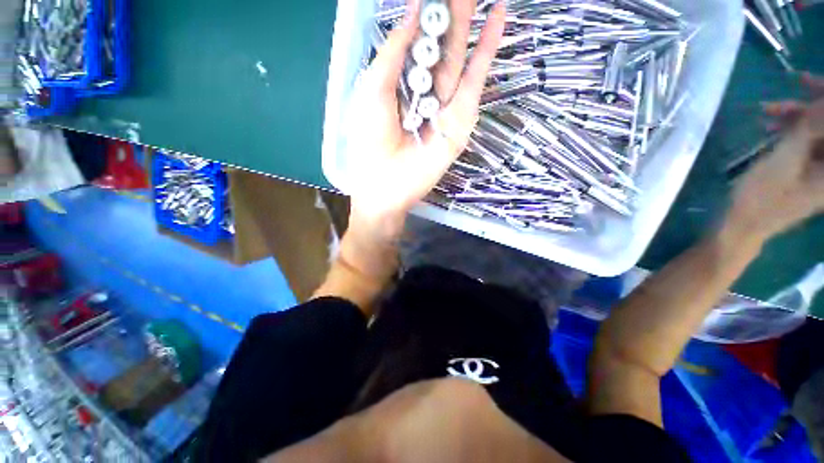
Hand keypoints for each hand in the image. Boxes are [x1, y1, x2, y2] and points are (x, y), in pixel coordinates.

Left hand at [343, 0, 505, 237]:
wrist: (386, 188)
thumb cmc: (371, 146)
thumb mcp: (373, 95)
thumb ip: (391, 56)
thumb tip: (411, 12)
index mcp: (400, 88)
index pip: (416, 44)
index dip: (425, 16)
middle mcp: (424, 95)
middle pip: (440, 49)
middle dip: (450, 15)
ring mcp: (445, 109)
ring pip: (459, 61)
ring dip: (470, 25)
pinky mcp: (459, 123)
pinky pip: (474, 84)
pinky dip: (485, 53)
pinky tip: (496, 20)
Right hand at [730, 82, 823, 241]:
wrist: (743, 222)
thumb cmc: (763, 195)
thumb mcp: (786, 158)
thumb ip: (809, 126)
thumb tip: (823, 97)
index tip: (809, 82)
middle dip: (816, 104)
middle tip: (797, 82)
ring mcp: (821, 168)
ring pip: (819, 131)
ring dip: (799, 115)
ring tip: (770, 108)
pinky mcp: (808, 168)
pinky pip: (808, 141)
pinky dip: (792, 129)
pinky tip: (771, 125)